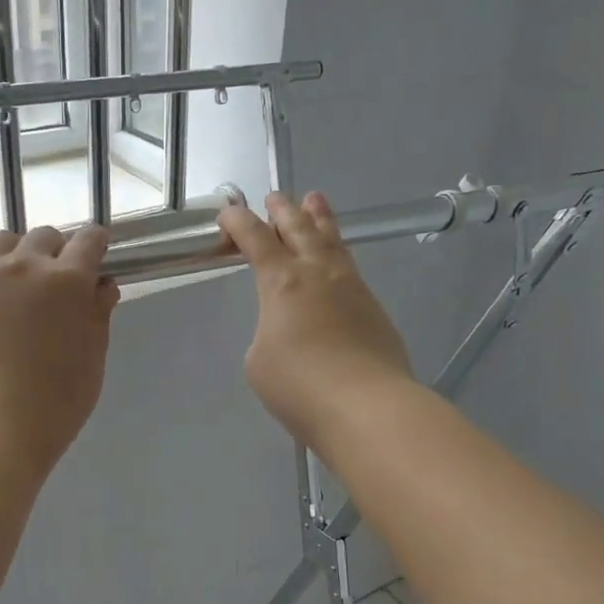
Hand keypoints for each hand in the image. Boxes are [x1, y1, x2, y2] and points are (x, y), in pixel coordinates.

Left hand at [0, 226, 120, 471]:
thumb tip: (102, 285)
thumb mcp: (91, 362)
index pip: (89, 240)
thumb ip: (99, 316)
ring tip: (13, 283)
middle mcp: (25, 264)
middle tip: (53, 286)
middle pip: (45, 237)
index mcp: (69, 281)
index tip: (95, 258)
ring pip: (3, 240)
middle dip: (56, 254)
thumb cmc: (51, 405)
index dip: (96, 245)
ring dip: (16, 254)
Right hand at [217, 192, 415, 452]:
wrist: (366, 406)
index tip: (228, 210)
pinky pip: (351, 269)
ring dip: (320, 220)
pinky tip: (337, 263)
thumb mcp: (260, 360)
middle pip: (300, 230)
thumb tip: (288, 330)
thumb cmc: (299, 384)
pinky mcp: (374, 310)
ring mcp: (352, 289)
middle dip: (284, 211)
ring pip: (333, 242)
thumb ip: (268, 333)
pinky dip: (337, 255)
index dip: (239, 222)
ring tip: (316, 201)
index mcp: (282, 282)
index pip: (255, 240)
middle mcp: (318, 274)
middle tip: (276, 196)